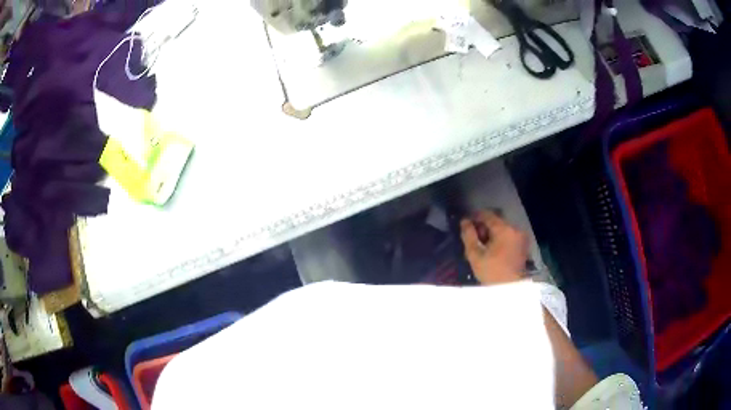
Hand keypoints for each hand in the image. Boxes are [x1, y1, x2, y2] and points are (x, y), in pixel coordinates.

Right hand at [460, 210, 528, 284]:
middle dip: (484, 226)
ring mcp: (521, 236)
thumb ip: (468, 235)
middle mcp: (515, 229)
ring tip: (483, 245)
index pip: (487, 215)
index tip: (466, 223)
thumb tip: (465, 221)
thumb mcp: (475, 254)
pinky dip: (500, 238)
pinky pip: (509, 235)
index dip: (475, 216)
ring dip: (492, 233)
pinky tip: (493, 249)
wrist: (510, 289)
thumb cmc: (491, 272)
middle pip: (496, 221)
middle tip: (474, 238)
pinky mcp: (523, 244)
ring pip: (503, 228)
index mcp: (504, 229)